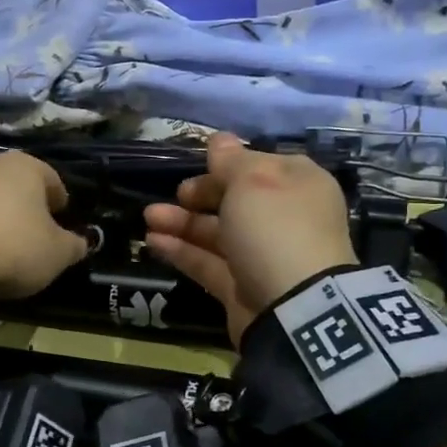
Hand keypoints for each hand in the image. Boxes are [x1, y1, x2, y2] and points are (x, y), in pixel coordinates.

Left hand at [0, 151, 89, 298]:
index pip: (53, 180)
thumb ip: (75, 245)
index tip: (61, 224)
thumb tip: (83, 241)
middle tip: (28, 235)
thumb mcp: (56, 254)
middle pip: (13, 184)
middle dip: (22, 206)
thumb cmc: (13, 247)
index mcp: (25, 166)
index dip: (60, 203)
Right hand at [143, 132, 356, 342]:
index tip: (198, 163)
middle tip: (176, 194)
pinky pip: (208, 263)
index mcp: (299, 185)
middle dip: (199, 194)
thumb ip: (231, 160)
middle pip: (236, 200)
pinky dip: (182, 251)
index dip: (228, 164)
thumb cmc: (276, 228)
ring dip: (182, 222)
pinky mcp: (242, 287)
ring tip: (148, 217)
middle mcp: (284, 218)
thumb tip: (220, 139)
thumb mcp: (253, 181)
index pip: (260, 166)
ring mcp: (262, 255)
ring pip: (217, 232)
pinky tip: (152, 241)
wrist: (295, 307)